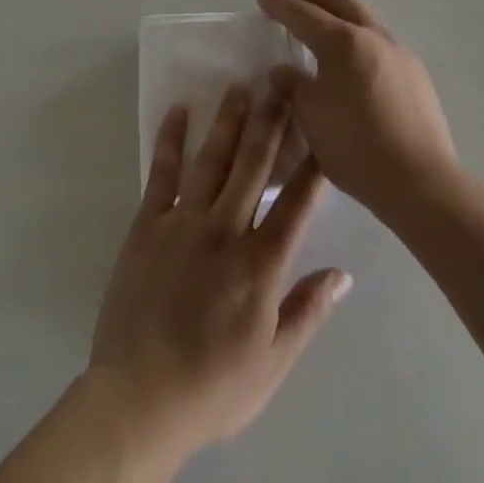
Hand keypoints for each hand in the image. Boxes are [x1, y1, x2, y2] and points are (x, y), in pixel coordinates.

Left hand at [86, 86, 350, 474]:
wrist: (140, 398)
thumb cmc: (213, 386)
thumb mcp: (273, 363)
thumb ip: (308, 312)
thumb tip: (344, 274)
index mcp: (260, 264)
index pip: (296, 205)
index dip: (311, 167)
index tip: (322, 130)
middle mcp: (226, 230)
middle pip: (253, 166)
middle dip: (270, 122)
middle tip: (280, 84)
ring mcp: (184, 222)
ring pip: (212, 159)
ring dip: (227, 120)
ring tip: (239, 86)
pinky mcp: (148, 223)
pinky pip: (162, 172)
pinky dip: (170, 139)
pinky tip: (178, 111)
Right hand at [258, 0, 459, 222]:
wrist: (422, 183)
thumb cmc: (356, 147)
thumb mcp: (311, 117)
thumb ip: (293, 85)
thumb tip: (282, 70)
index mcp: (342, 40)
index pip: (302, 11)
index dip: (279, 4)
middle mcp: (372, 34)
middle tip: (292, 7)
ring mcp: (398, 50)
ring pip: (362, 14)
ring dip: (337, 16)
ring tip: (320, 42)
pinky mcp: (416, 71)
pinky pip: (379, 41)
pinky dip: (357, 41)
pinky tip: (351, 71)